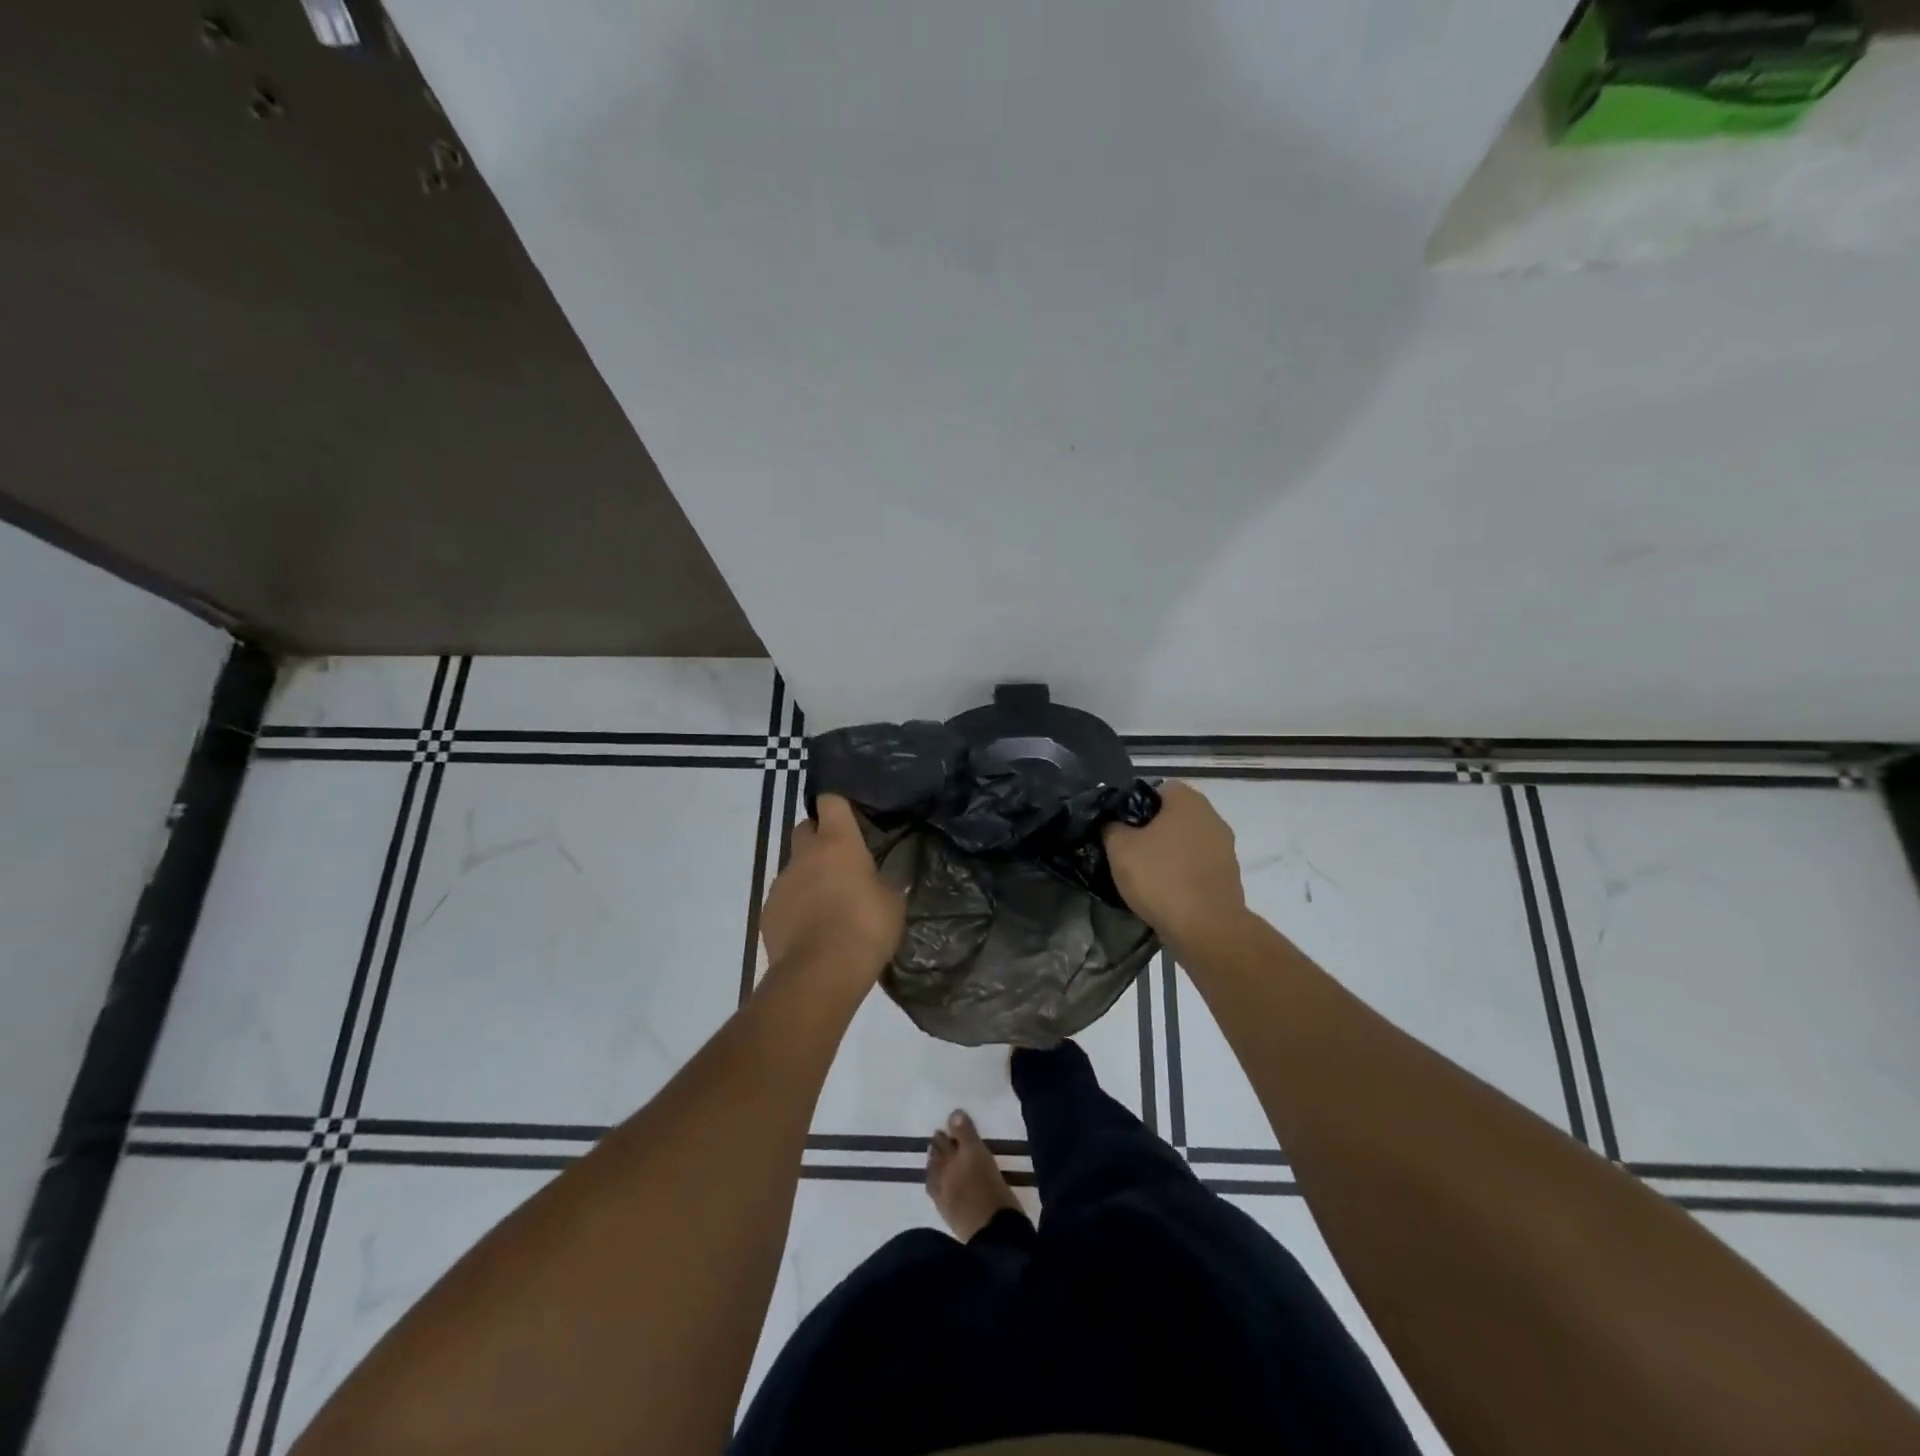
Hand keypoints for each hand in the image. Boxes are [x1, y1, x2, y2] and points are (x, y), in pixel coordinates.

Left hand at [761, 794, 904, 978]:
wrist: (821, 972)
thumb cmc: (865, 927)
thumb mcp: (892, 902)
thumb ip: (884, 883)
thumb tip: (879, 880)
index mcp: (837, 842)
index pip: (830, 801)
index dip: (837, 801)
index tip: (849, 811)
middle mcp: (804, 855)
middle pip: (805, 828)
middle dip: (819, 836)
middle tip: (841, 858)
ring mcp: (782, 883)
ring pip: (795, 867)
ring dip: (809, 875)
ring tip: (830, 902)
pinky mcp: (768, 912)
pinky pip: (784, 899)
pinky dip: (797, 905)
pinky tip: (813, 927)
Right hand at [1104, 781, 1247, 952]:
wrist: (1206, 928)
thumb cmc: (1160, 877)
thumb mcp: (1119, 848)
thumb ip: (1111, 827)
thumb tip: (1112, 823)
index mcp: (1188, 801)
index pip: (1158, 788)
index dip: (1135, 803)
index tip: (1120, 826)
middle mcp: (1212, 818)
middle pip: (1174, 816)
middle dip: (1152, 829)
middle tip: (1128, 850)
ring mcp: (1225, 848)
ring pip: (1187, 842)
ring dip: (1169, 853)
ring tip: (1145, 874)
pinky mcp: (1229, 877)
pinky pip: (1198, 866)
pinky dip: (1183, 873)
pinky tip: (1166, 892)